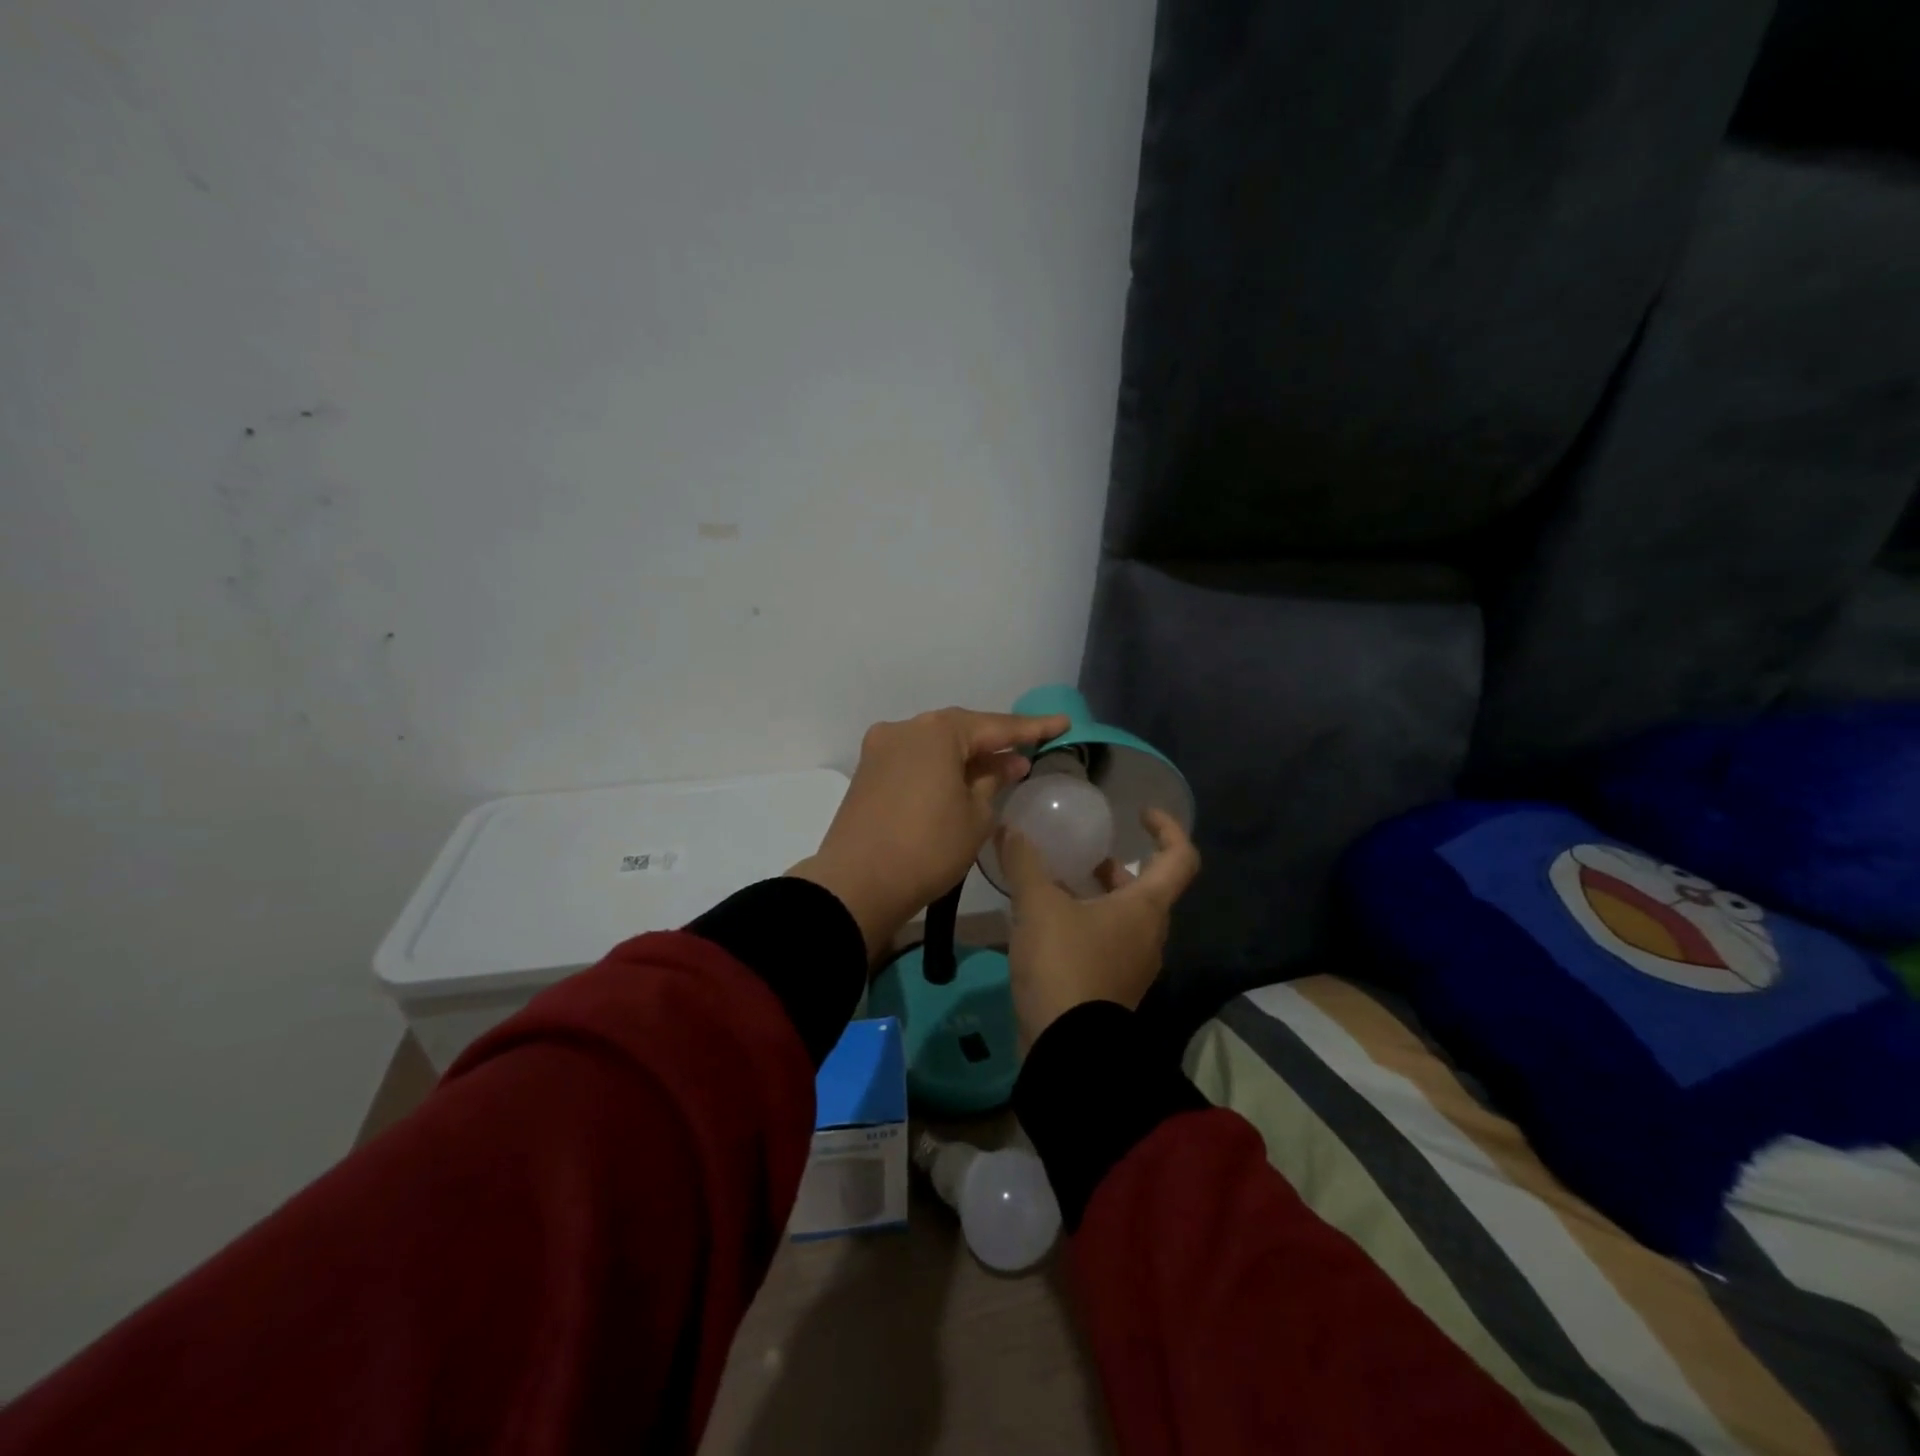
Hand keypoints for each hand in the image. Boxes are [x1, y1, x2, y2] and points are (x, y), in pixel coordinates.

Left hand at [791, 707, 1071, 963]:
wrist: (858, 884)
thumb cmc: (928, 848)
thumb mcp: (976, 816)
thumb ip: (993, 781)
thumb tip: (1007, 763)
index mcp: (937, 731)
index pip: (996, 726)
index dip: (1032, 728)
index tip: (1062, 723)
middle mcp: (906, 728)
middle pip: (961, 730)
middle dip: (995, 741)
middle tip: (1029, 749)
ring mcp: (881, 748)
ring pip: (935, 744)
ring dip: (966, 755)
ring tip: (999, 767)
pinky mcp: (868, 771)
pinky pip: (915, 759)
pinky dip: (940, 766)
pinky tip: (960, 779)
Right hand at [998, 808, 1200, 1047]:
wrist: (1067, 1049)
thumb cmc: (1064, 965)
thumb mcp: (1038, 906)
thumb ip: (1025, 863)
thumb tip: (1010, 828)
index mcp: (1146, 907)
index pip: (1180, 858)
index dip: (1168, 828)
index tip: (1141, 814)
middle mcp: (1149, 935)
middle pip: (1148, 889)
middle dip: (1120, 866)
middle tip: (1087, 853)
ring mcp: (1133, 965)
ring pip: (1125, 917)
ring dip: (1099, 896)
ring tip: (1059, 884)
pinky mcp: (1112, 989)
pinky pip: (1107, 942)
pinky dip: (1086, 923)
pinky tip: (1047, 924)